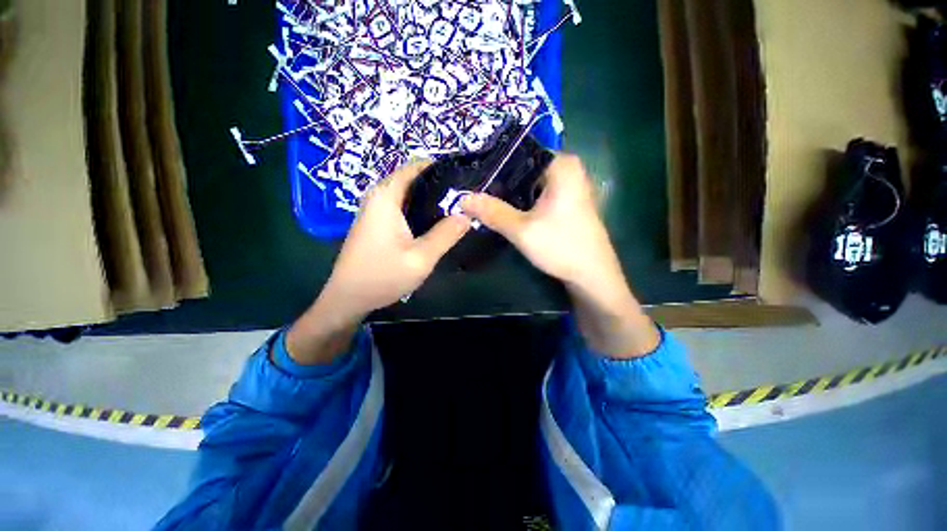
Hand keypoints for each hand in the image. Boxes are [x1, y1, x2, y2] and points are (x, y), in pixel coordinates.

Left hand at [287, 161, 469, 363]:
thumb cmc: (383, 276)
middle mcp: (378, 196)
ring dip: (431, 198)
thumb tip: (468, 214)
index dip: (442, 168)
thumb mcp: (421, 258)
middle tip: (466, 198)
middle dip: (440, 185)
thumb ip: (446, 234)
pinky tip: (436, 221)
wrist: (348, 298)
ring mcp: (375, 209)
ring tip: (457, 207)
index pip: (416, 167)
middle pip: (413, 179)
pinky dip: (420, 209)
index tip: (465, 177)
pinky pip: (402, 206)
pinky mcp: (376, 222)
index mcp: (386, 196)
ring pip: (409, 194)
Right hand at [461, 154, 658, 356]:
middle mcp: (568, 168)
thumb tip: (461, 198)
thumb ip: (492, 211)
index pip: (519, 151)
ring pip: (530, 182)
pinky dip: (522, 201)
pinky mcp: (567, 202)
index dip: (494, 163)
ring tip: (483, 198)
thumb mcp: (522, 230)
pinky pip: (538, 193)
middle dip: (500, 181)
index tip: (472, 175)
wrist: (592, 276)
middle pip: (524, 167)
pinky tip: (505, 209)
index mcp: (562, 165)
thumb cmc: (561, 247)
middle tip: (473, 189)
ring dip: (509, 193)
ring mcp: (570, 185)